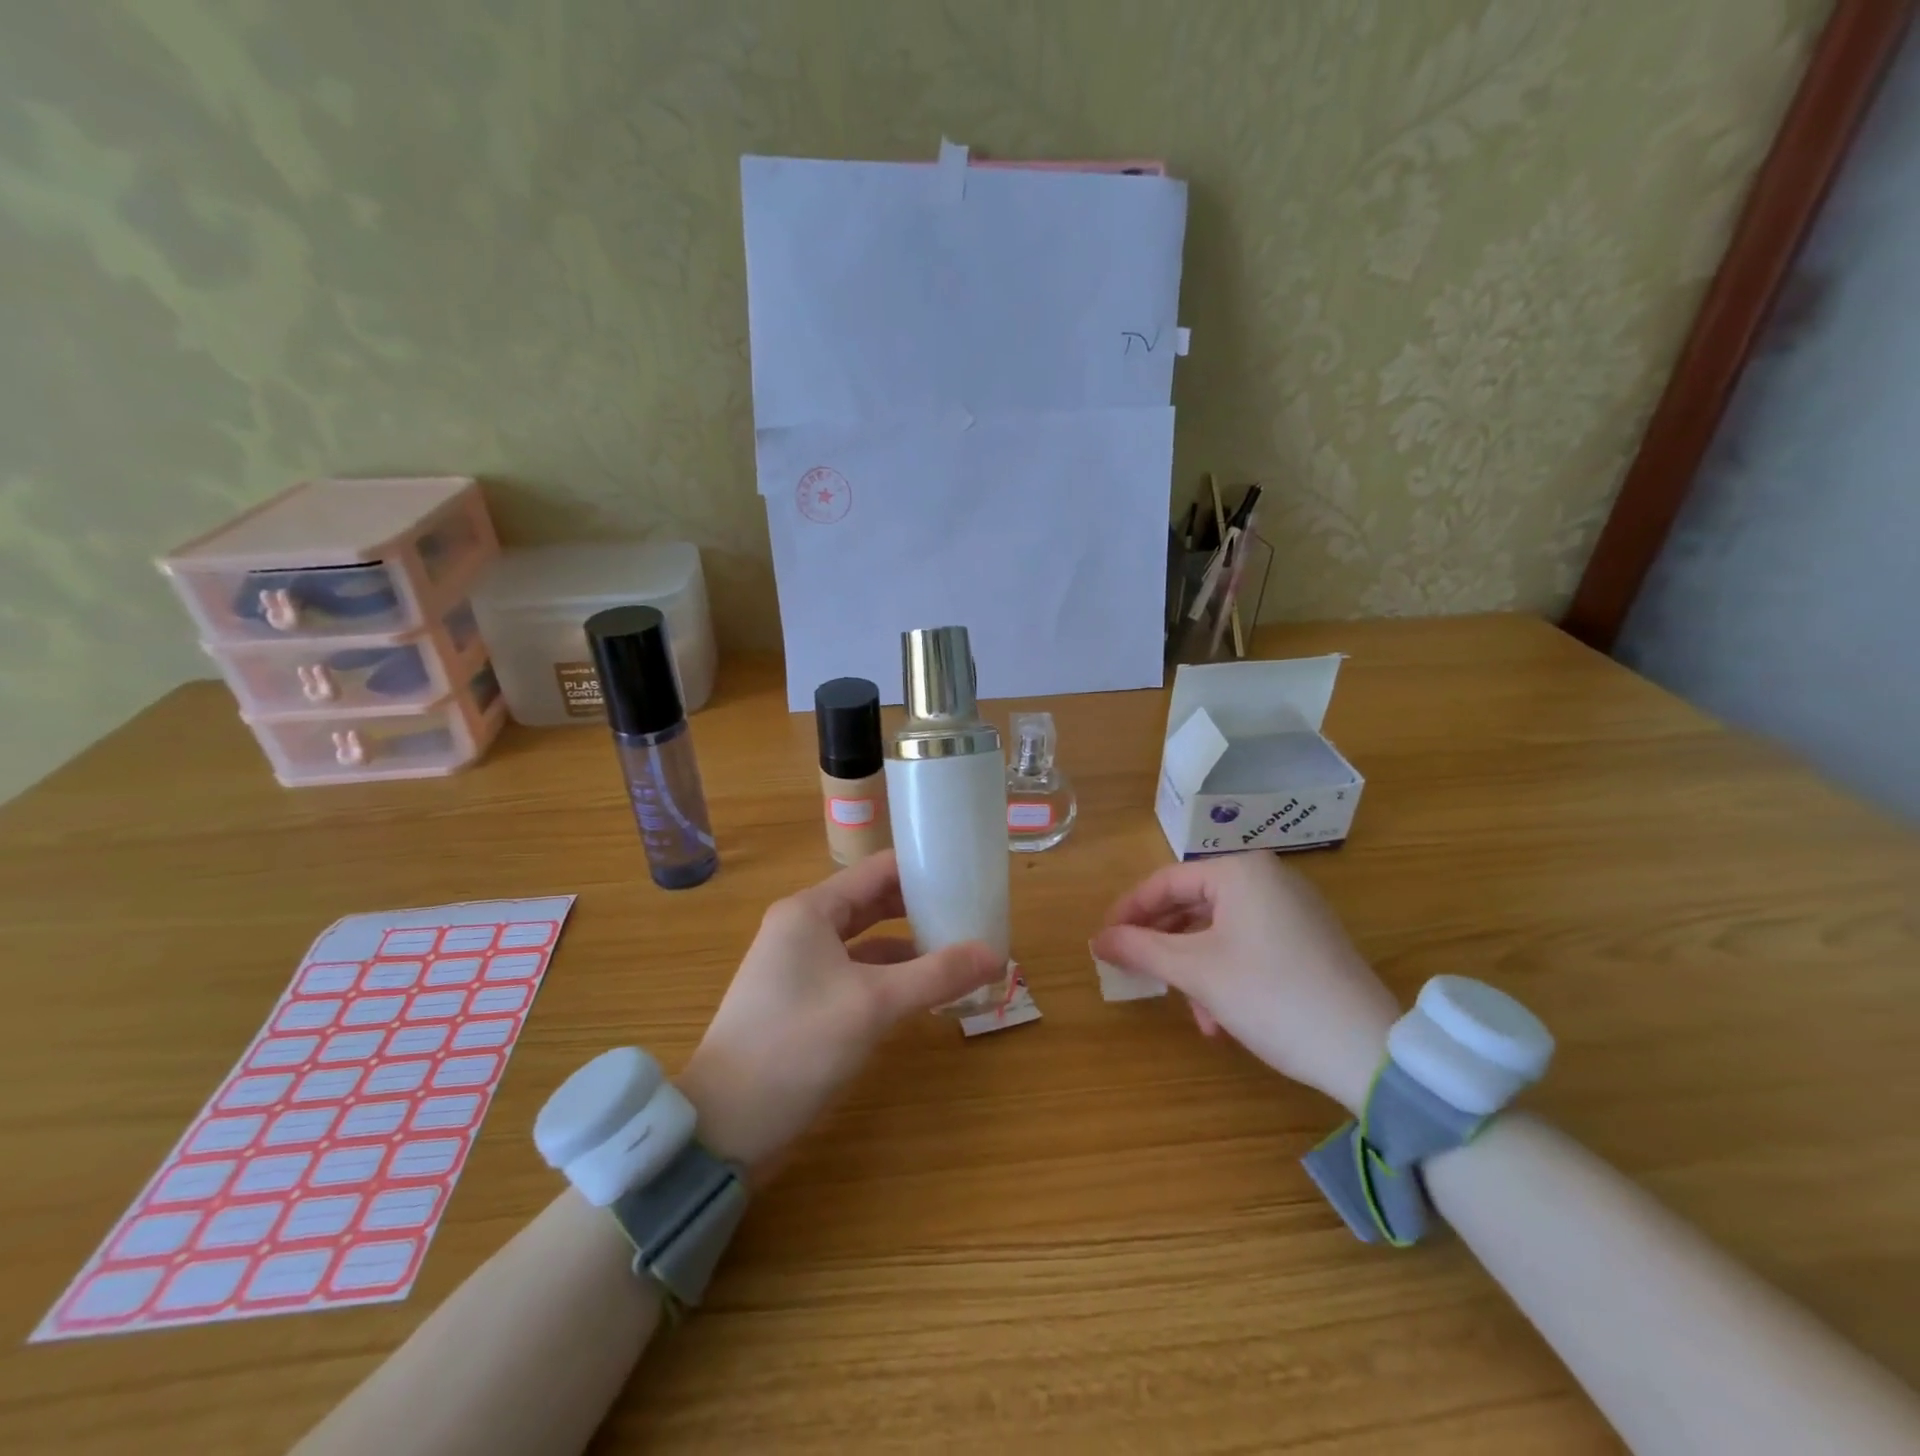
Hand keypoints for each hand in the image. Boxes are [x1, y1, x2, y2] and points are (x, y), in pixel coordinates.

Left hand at [677, 850, 1001, 1181]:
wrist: (723, 1125)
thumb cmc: (796, 1046)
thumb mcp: (873, 1005)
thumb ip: (936, 975)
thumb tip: (997, 955)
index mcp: (810, 910)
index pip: (878, 870)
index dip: (923, 870)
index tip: (969, 875)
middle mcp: (802, 927)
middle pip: (873, 902)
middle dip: (920, 908)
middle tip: (971, 914)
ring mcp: (800, 965)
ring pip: (866, 941)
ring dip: (909, 946)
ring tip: (958, 951)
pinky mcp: (803, 1000)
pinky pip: (856, 973)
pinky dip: (890, 977)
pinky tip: (924, 992)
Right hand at [1090, 854, 1399, 1114]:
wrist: (1367, 1049)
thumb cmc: (1270, 996)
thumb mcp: (1196, 972)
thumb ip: (1140, 949)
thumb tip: (1097, 939)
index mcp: (1240, 871)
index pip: (1165, 882)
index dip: (1128, 912)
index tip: (1103, 941)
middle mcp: (1268, 878)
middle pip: (1193, 905)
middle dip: (1164, 946)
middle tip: (1137, 974)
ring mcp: (1294, 908)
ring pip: (1220, 930)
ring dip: (1195, 968)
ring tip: (1192, 1013)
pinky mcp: (1310, 938)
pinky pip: (1249, 943)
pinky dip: (1226, 972)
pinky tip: (1222, 1017)